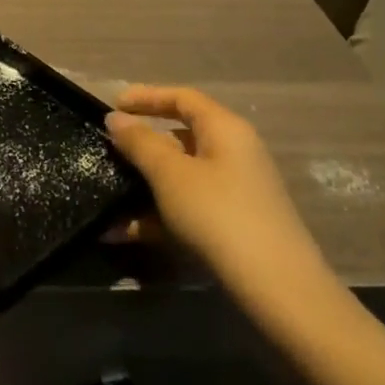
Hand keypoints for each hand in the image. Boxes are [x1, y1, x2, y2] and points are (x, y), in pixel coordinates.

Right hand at [105, 86, 332, 301]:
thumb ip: (140, 142)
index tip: (112, 105)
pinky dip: (156, 215)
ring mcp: (235, 191)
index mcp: (224, 129)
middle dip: (141, 144)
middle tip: (108, 148)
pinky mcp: (232, 224)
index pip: (182, 97)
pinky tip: (122, 233)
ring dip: (142, 186)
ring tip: (106, 196)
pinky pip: (186, 207)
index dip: (146, 96)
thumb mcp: (170, 174)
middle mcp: (234, 153)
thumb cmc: (219, 214)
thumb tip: (116, 118)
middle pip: (181, 136)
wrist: (277, 288)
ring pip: (180, 176)